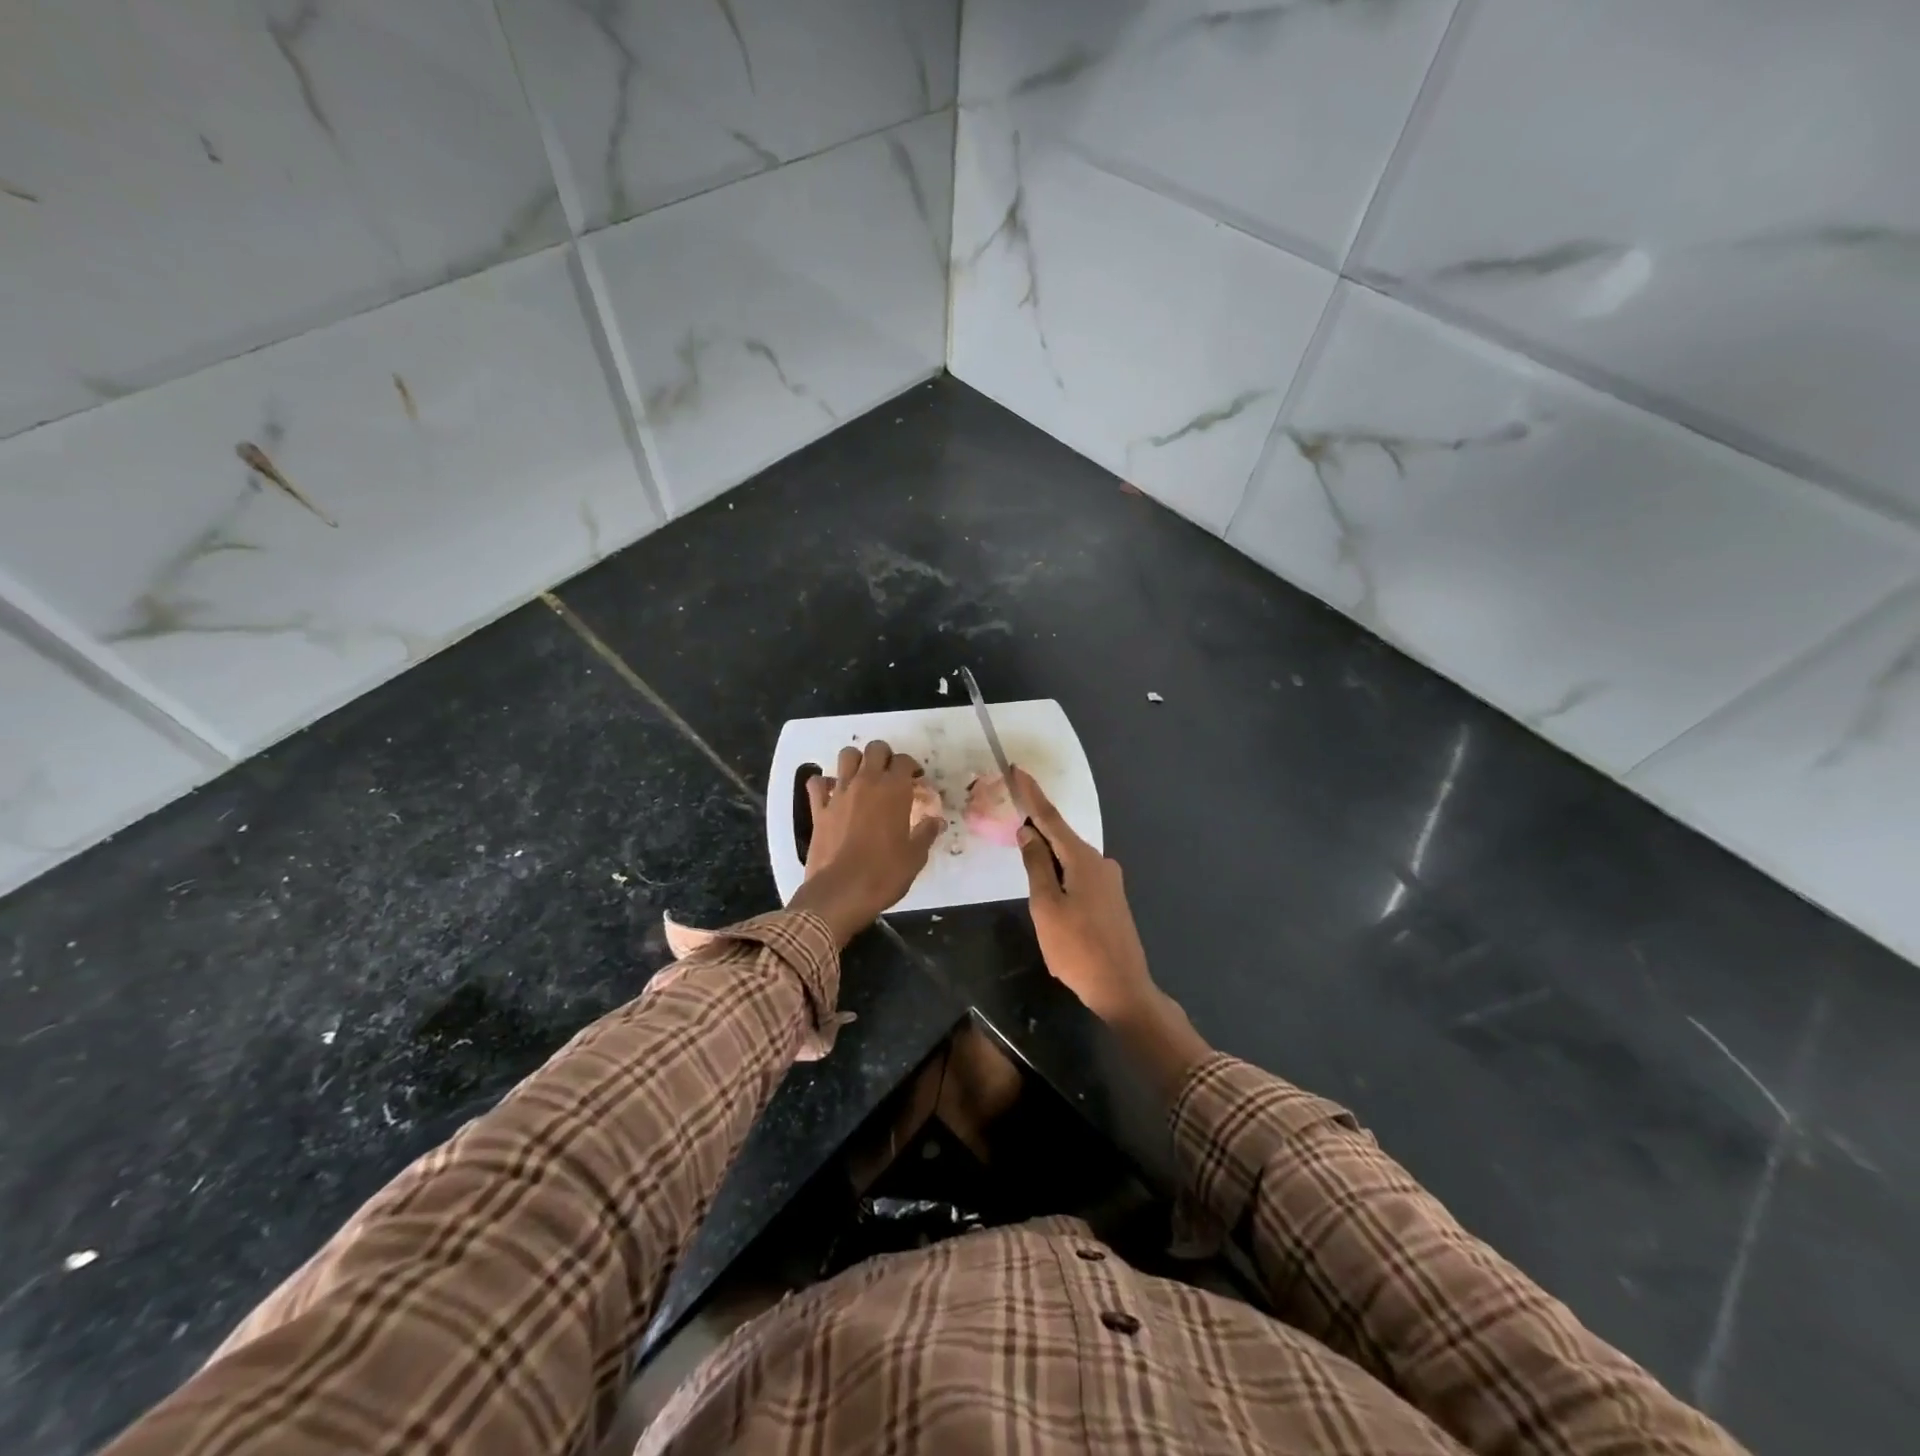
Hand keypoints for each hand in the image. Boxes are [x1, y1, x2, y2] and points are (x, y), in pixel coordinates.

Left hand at [789, 741, 943, 944]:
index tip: (916, 781)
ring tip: (862, 777)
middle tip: (891, 775)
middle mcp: (866, 783)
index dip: (912, 767)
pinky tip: (832, 793)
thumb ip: (926, 834)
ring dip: (856, 761)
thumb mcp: (915, 857)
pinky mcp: (819, 809)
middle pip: (876, 749)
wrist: (841, 893)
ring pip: (846, 756)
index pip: (904, 761)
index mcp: (894, 791)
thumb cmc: (884, 875)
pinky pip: (817, 783)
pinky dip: (824, 783)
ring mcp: (839, 793)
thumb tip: (937, 821)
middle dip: (886, 756)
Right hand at [1012, 767, 1154, 1020]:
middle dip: (1037, 824)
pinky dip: (1059, 869)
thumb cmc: (1077, 948)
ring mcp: (1109, 881)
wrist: (1122, 988)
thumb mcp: (1046, 907)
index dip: (1032, 795)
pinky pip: (1078, 873)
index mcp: (1083, 860)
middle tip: (1012, 810)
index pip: (1051, 819)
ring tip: (1023, 850)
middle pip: (1061, 837)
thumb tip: (1028, 833)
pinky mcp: (1111, 899)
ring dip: (1047, 851)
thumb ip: (1035, 866)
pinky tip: (1048, 881)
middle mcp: (1100, 862)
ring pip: (1070, 857)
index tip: (1017, 770)